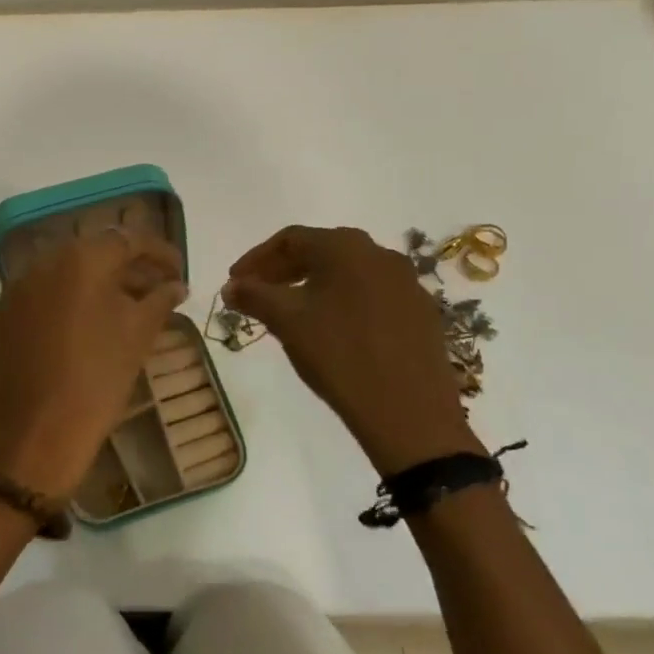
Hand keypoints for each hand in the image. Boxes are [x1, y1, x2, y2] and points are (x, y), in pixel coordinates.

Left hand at [0, 228, 186, 497]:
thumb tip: (175, 285)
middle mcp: (41, 264)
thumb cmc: (96, 382)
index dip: (160, 252)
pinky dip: (60, 307)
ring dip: (92, 285)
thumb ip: (160, 300)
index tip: (180, 271)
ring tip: (119, 309)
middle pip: (92, 253)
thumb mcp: (138, 338)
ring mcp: (12, 292)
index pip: (128, 239)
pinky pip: (36, 302)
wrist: (31, 440)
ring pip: (60, 275)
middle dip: (126, 266)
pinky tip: (76, 333)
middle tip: (154, 288)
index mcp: (80, 260)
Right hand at [224, 225, 480, 474]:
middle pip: (321, 252)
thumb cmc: (340, 356)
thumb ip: (254, 296)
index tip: (234, 282)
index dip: (256, 259)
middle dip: (283, 271)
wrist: (411, 415)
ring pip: (348, 274)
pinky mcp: (421, 314)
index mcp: (346, 247)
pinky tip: (332, 332)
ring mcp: (407, 284)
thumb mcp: (288, 322)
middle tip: (257, 295)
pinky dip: (343, 304)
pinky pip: (371, 296)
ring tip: (291, 314)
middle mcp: (380, 254)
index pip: (290, 239)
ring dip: (313, 287)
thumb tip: (231, 286)